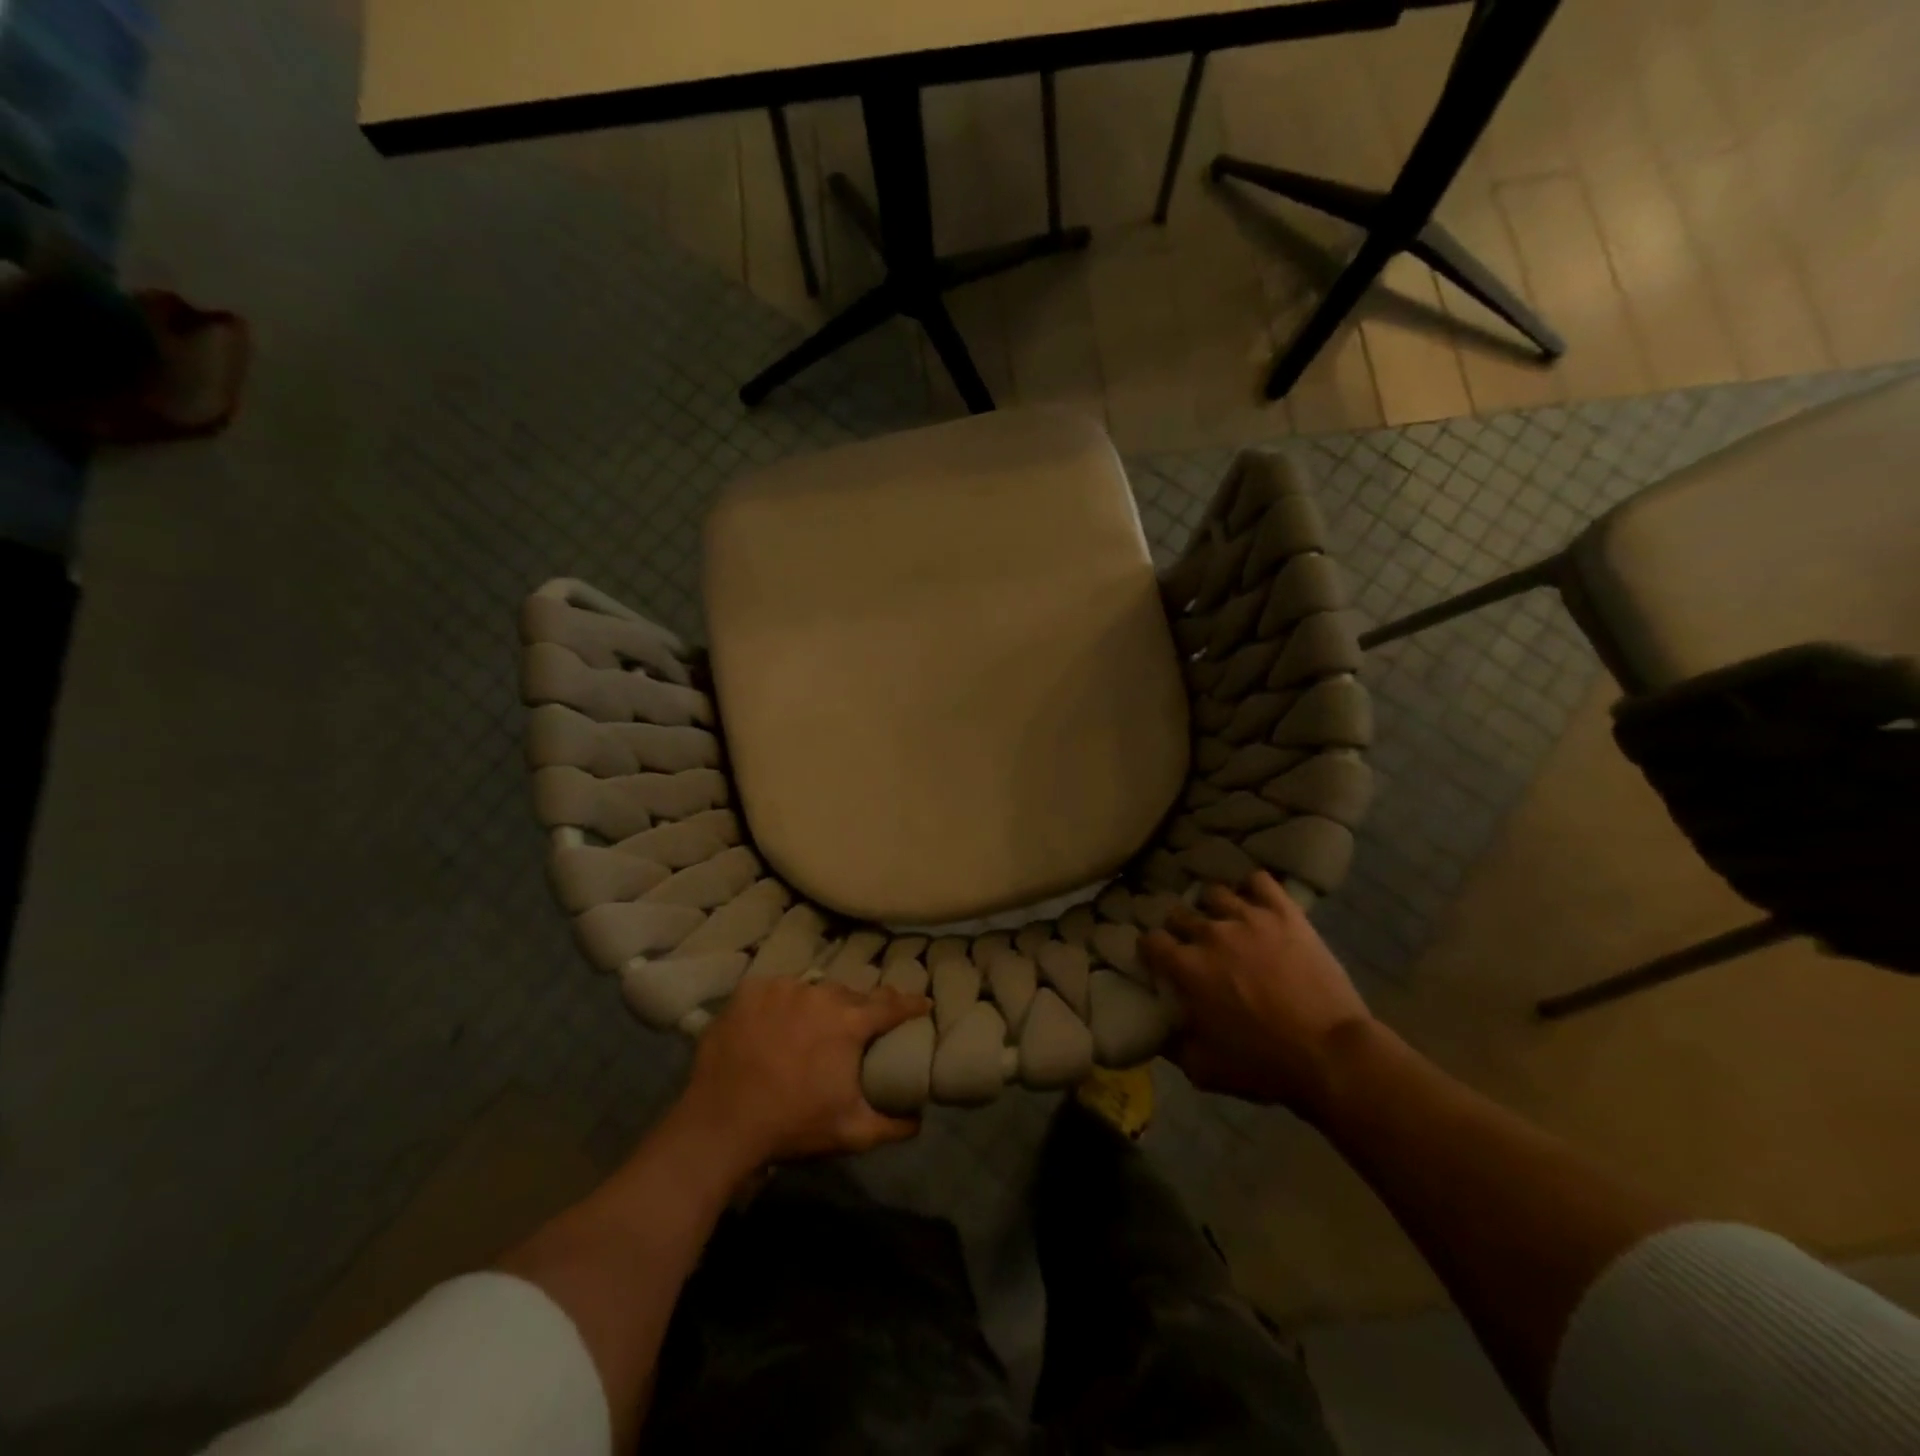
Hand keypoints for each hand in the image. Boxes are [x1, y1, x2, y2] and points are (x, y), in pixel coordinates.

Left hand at [677, 976, 928, 1170]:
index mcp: (850, 1023)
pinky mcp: (749, 992)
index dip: (911, 1004)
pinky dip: (782, 1003)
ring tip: (814, 1025)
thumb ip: (893, 1125)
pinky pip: (776, 990)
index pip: (891, 1005)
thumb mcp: (852, 1133)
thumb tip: (920, 1119)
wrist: (720, 1126)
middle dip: (860, 1008)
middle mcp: (819, 995)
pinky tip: (777, 1022)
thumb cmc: (792, 1126)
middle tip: (860, 1025)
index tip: (925, 1004)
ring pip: (812, 990)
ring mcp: (782, 989)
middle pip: (850, 995)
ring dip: (819, 1005)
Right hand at [1142, 871, 1375, 1118]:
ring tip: (1224, 920)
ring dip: (1214, 908)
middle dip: (1179, 927)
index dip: (1151, 949)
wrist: (1332, 1055)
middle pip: (1179, 913)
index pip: (1151, 940)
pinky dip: (1253, 888)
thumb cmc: (1265, 1065)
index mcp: (1187, 967)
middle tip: (1192, 943)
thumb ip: (1173, 1046)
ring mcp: (1249, 918)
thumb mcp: (1205, 1070)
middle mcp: (1210, 934)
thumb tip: (1158, 1032)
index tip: (1158, 958)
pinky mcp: (1284, 913)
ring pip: (1216, 893)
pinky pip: (1260, 881)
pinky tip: (1255, 901)